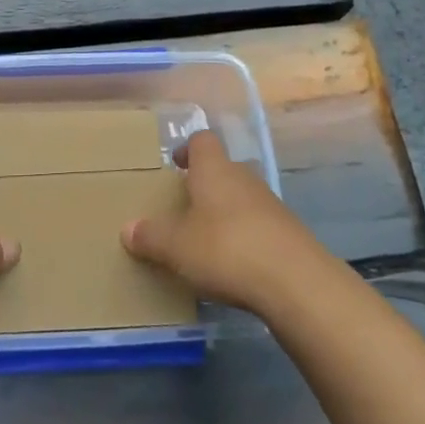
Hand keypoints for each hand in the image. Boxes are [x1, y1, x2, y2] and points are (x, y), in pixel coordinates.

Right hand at [121, 130, 328, 312]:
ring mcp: (271, 205)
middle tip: (184, 207)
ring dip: (225, 212)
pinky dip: (245, 237)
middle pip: (222, 169)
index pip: (202, 141)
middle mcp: (244, 178)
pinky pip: (259, 226)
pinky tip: (234, 264)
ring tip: (206, 239)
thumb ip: (150, 237)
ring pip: (242, 198)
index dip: (187, 149)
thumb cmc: (226, 250)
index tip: (174, 165)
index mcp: (214, 170)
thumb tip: (127, 229)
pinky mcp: (289, 234)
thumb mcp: (176, 247)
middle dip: (204, 184)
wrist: (297, 283)